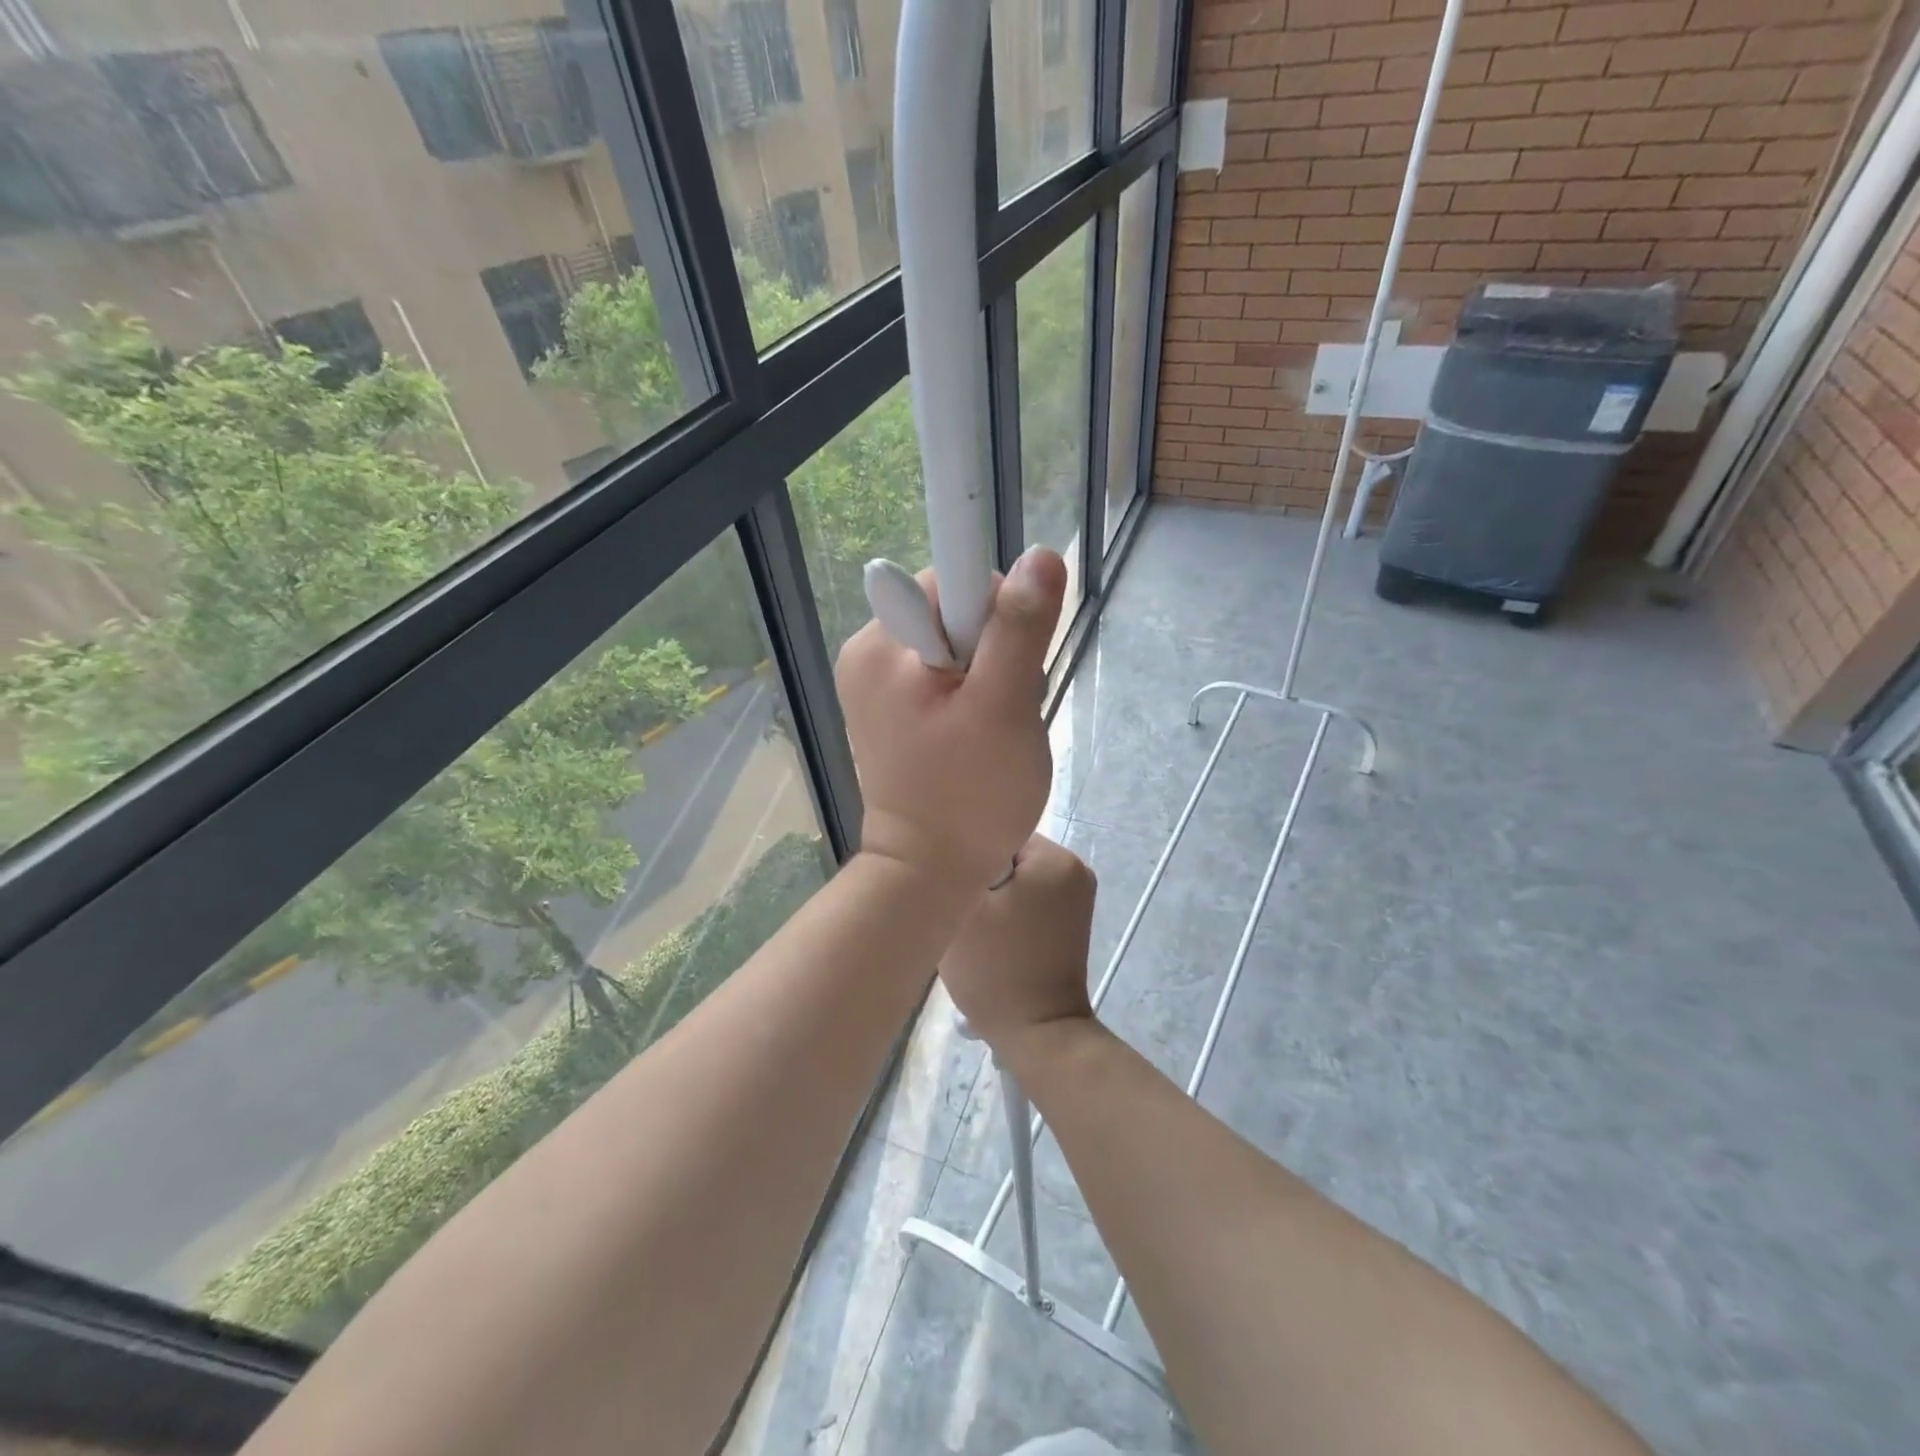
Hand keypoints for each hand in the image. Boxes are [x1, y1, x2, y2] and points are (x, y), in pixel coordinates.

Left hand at [837, 547, 1066, 892]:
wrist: (929, 870)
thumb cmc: (971, 795)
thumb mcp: (1005, 707)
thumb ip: (1020, 628)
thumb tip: (1041, 555)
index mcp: (882, 644)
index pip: (954, 581)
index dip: (996, 617)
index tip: (1008, 669)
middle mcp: (868, 652)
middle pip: (955, 612)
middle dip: (994, 652)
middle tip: (1002, 712)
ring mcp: (874, 682)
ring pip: (955, 644)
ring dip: (987, 677)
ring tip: (989, 731)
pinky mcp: (887, 707)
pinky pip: (942, 674)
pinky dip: (969, 696)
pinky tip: (974, 735)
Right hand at [939, 834, 1095, 1051]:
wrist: (1037, 1034)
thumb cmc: (996, 968)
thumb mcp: (964, 908)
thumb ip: (957, 866)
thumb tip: (954, 845)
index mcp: (1056, 858)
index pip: (997, 834)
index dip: (969, 860)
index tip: (956, 891)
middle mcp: (1076, 869)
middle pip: (1008, 857)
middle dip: (982, 880)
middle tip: (965, 916)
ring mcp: (1078, 898)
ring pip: (1017, 880)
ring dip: (994, 899)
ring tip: (980, 933)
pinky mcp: (1072, 923)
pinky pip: (1030, 900)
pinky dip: (1010, 914)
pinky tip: (997, 941)